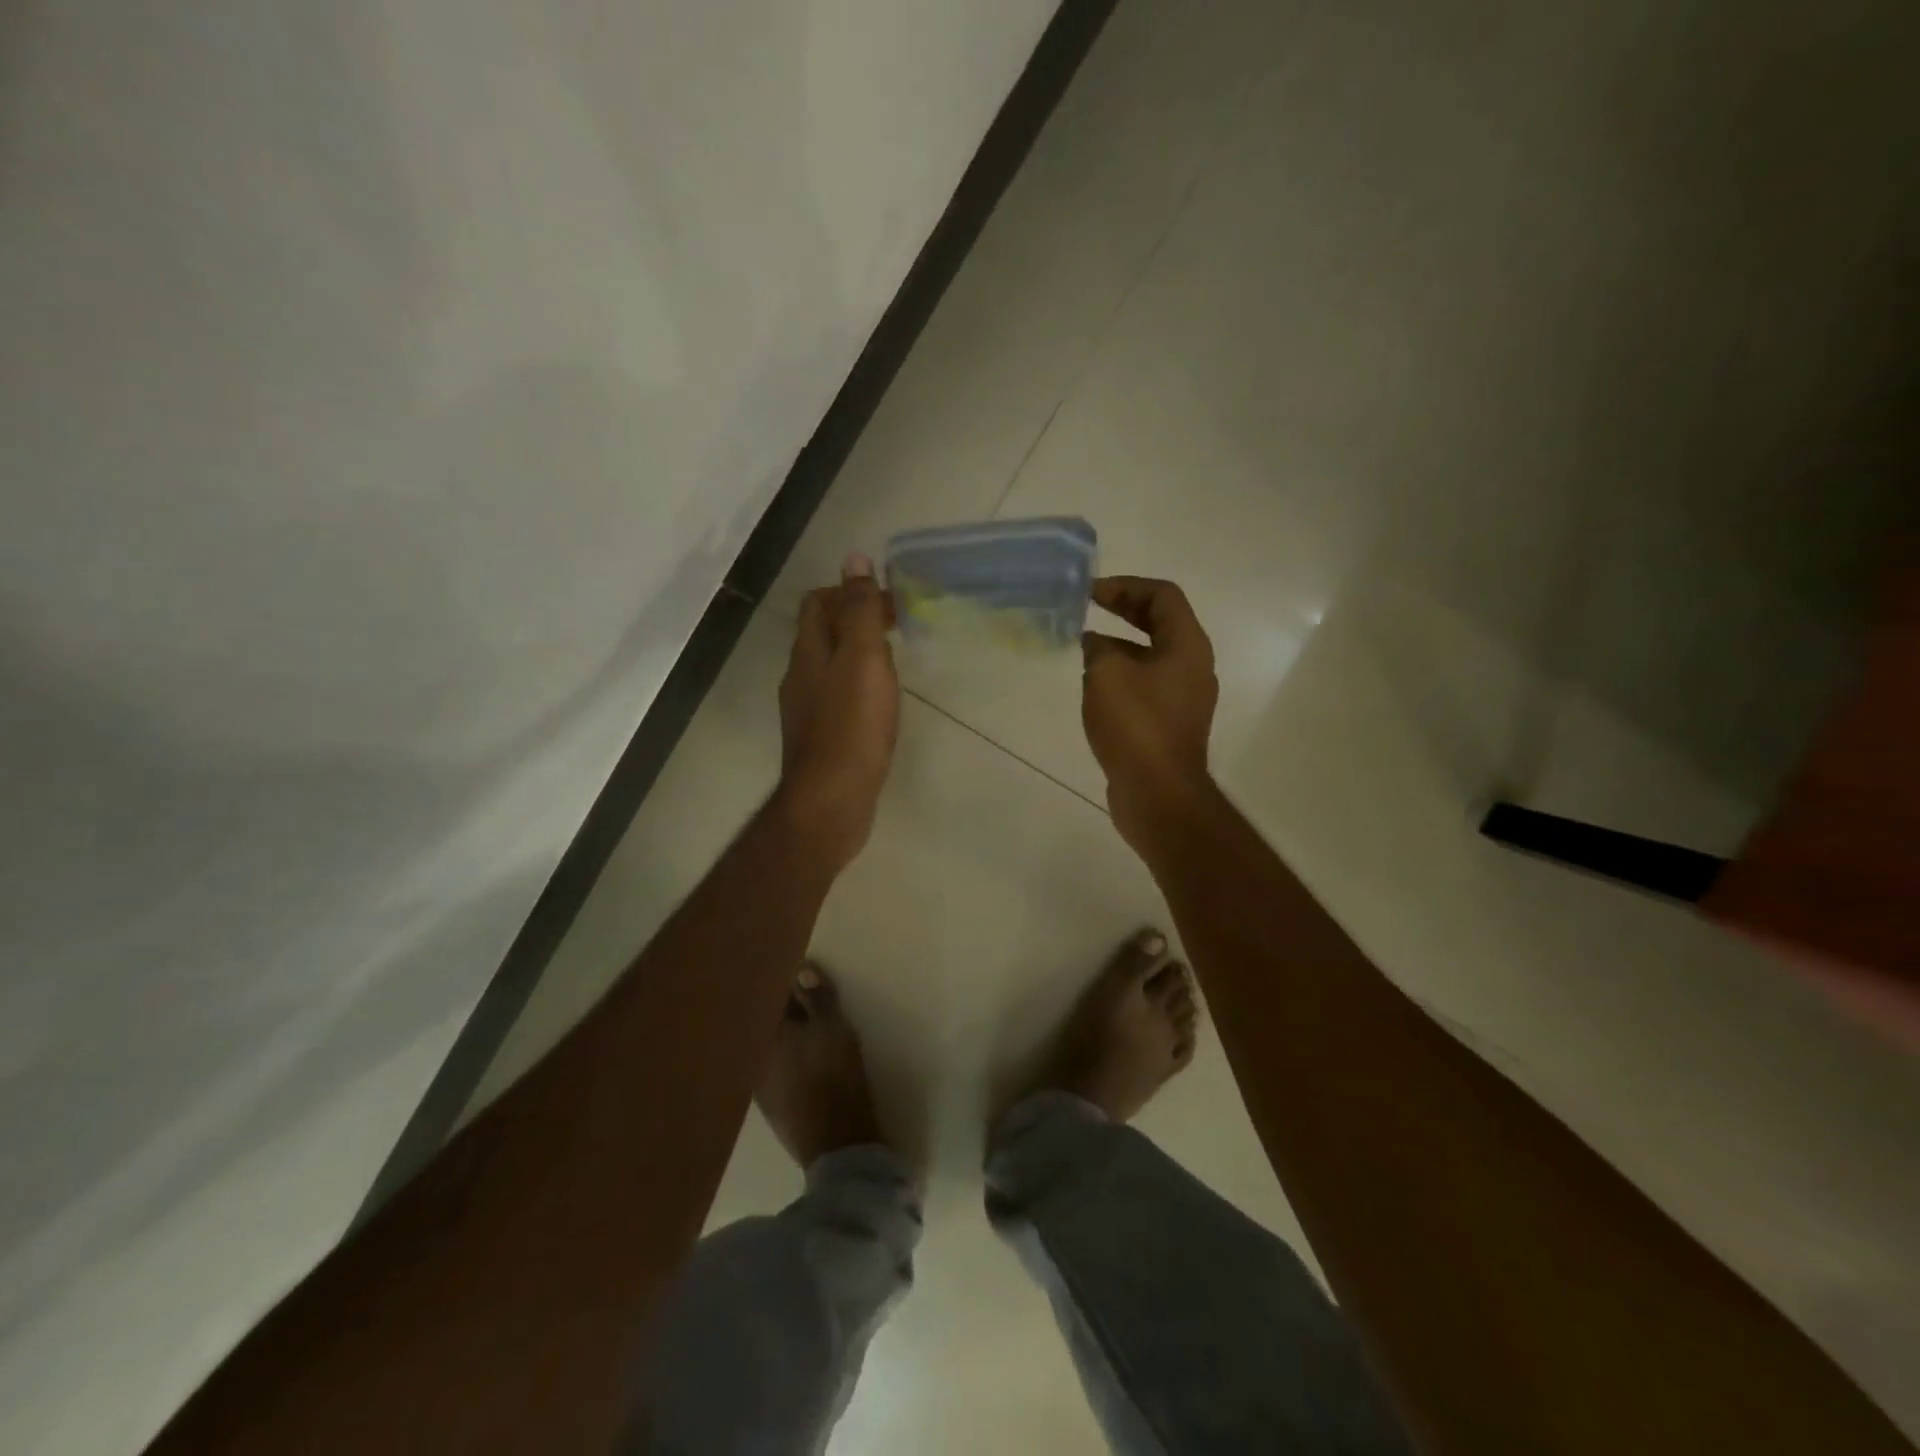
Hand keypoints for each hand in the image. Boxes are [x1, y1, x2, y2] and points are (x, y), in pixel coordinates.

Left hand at [775, 553, 900, 872]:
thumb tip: (854, 558)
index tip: (887, 604)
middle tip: (896, 629)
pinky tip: (879, 705)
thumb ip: (860, 610)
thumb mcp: (862, 659)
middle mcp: (800, 677)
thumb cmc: (852, 726)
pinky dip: (857, 688)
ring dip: (857, 656)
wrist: (832, 800)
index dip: (849, 593)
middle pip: (822, 634)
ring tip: (893, 664)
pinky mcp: (820, 739)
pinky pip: (836, 698)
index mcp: (808, 653)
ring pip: (830, 667)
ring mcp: (807, 711)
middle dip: (856, 622)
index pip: (818, 603)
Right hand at [1081, 576, 1218, 851]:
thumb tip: (1094, 643)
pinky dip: (1122, 674)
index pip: (1162, 596)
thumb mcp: (1106, 674)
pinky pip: (1147, 684)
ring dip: (1120, 645)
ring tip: (1083, 649)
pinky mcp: (1170, 723)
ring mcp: (1184, 697)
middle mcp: (1192, 666)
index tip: (1090, 593)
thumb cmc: (1136, 724)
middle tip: (1087, 608)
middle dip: (1123, 610)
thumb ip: (1097, 647)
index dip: (1125, 586)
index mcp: (1187, 646)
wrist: (1158, 793)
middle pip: (1160, 622)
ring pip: (1152, 655)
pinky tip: (1094, 686)